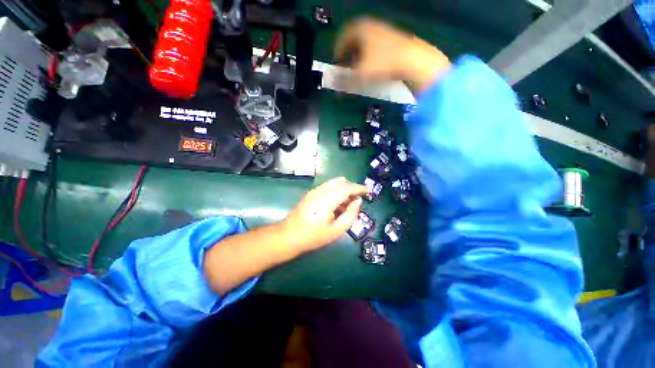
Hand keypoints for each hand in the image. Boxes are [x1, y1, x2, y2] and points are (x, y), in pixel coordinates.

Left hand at [281, 177, 368, 252]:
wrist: (288, 236)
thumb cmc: (313, 236)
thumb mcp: (336, 230)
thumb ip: (351, 215)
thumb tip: (358, 202)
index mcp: (327, 199)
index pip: (347, 187)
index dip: (360, 188)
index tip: (368, 192)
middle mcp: (321, 191)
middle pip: (341, 181)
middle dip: (351, 188)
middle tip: (356, 201)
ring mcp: (314, 191)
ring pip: (334, 183)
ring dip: (343, 190)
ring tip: (346, 206)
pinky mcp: (310, 193)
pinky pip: (327, 187)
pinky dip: (335, 192)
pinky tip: (335, 206)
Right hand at [334, 17, 450, 92]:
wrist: (413, 60)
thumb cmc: (382, 63)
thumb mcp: (360, 74)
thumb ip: (344, 81)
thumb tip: (333, 88)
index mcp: (360, 29)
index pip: (342, 38)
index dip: (338, 51)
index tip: (337, 63)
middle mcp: (371, 26)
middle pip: (354, 40)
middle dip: (349, 55)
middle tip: (347, 68)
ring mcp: (384, 31)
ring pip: (366, 44)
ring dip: (360, 57)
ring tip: (360, 70)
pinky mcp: (394, 40)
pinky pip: (376, 47)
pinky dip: (371, 57)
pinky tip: (374, 68)